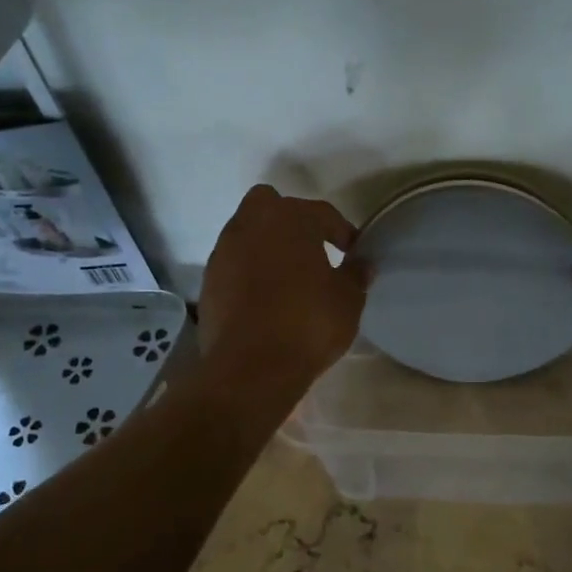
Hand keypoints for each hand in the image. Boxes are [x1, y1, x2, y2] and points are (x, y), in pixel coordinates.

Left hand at [199, 185, 368, 399]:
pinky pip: (234, 262)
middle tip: (311, 249)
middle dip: (291, 220)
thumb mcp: (348, 300)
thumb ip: (356, 274)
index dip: (342, 232)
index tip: (353, 253)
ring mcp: (224, 251)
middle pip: (271, 204)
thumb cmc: (308, 324)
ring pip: (248, 231)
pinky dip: (248, 269)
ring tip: (288, 275)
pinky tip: (265, 296)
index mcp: (290, 218)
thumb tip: (362, 263)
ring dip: (267, 244)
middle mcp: (251, 223)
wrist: (250, 367)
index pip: (323, 213)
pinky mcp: (209, 279)